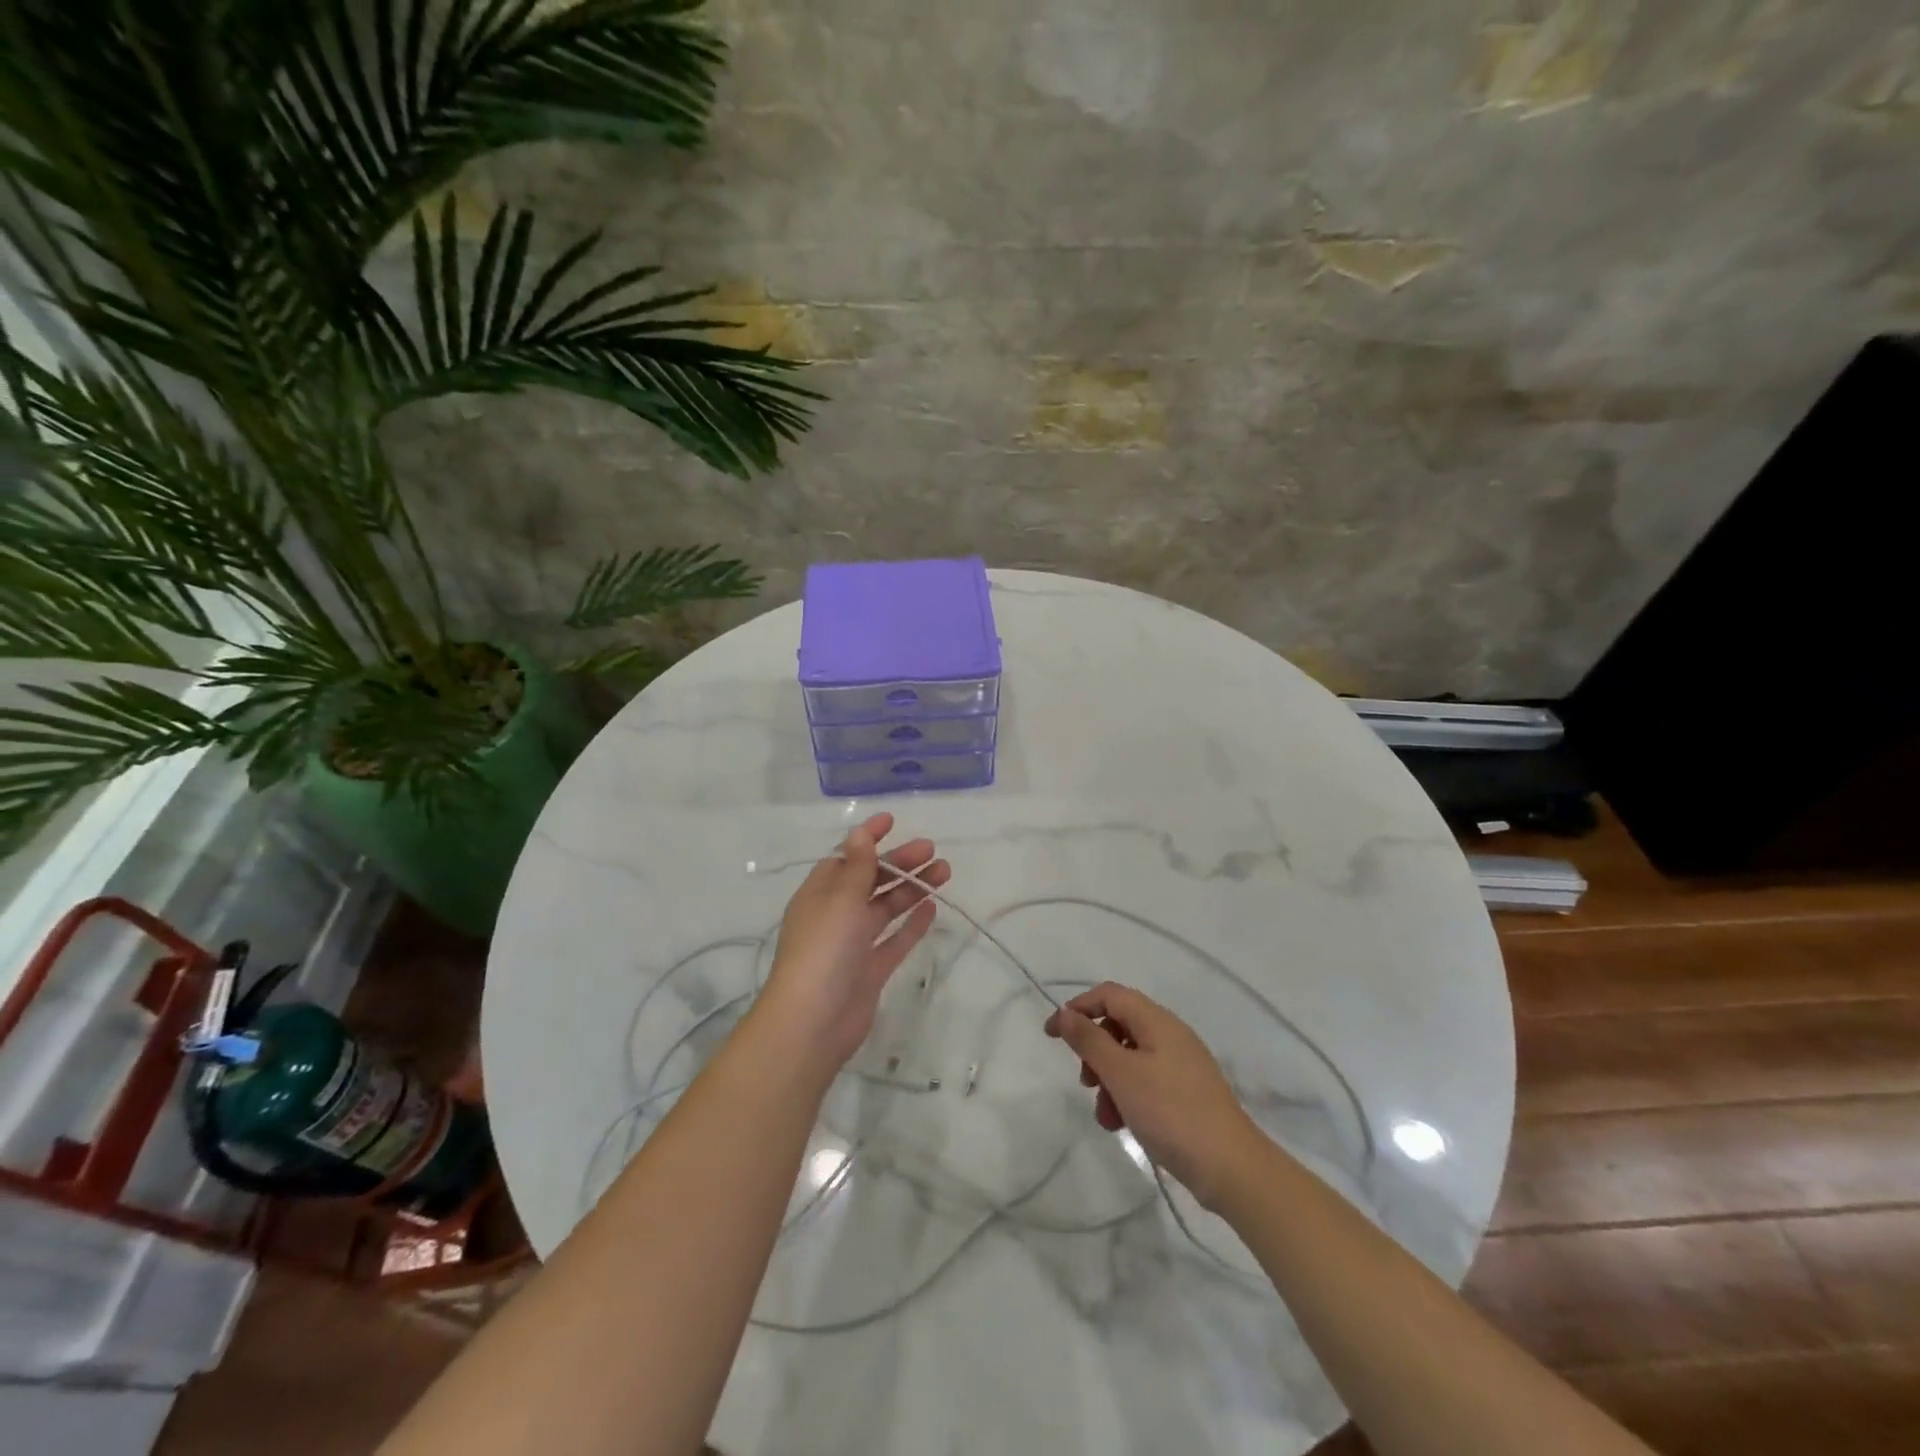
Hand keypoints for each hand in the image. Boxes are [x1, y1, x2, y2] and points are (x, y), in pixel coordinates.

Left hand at [754, 813, 949, 1073]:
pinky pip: (894, 940)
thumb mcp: (840, 899)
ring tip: (944, 872)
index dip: (868, 838)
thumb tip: (860, 833)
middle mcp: (836, 915)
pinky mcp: (870, 970)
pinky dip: (911, 924)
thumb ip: (857, 867)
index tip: (892, 820)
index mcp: (820, 894)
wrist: (813, 1022)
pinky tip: (932, 908)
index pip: (846, 857)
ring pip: (886, 908)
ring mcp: (853, 944)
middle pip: (871, 880)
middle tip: (932, 850)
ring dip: (912, 888)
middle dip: (899, 863)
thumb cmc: (823, 949)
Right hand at [1045, 982, 1263, 1209]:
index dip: (1078, 1008)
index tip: (1053, 1035)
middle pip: (1119, 1025)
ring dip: (1109, 1079)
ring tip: (1105, 1115)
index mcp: (1157, 1021)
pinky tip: (1122, 1124)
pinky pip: (1146, 1080)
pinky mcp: (1186, 1092)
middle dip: (1094, 1051)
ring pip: (1130, 1057)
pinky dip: (1128, 1095)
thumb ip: (1089, 1040)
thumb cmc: (1171, 1113)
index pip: (1109, 995)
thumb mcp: (1121, 1074)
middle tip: (1085, 1081)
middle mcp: (1170, 1034)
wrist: (1231, 1168)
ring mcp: (1181, 1064)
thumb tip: (1065, 1013)